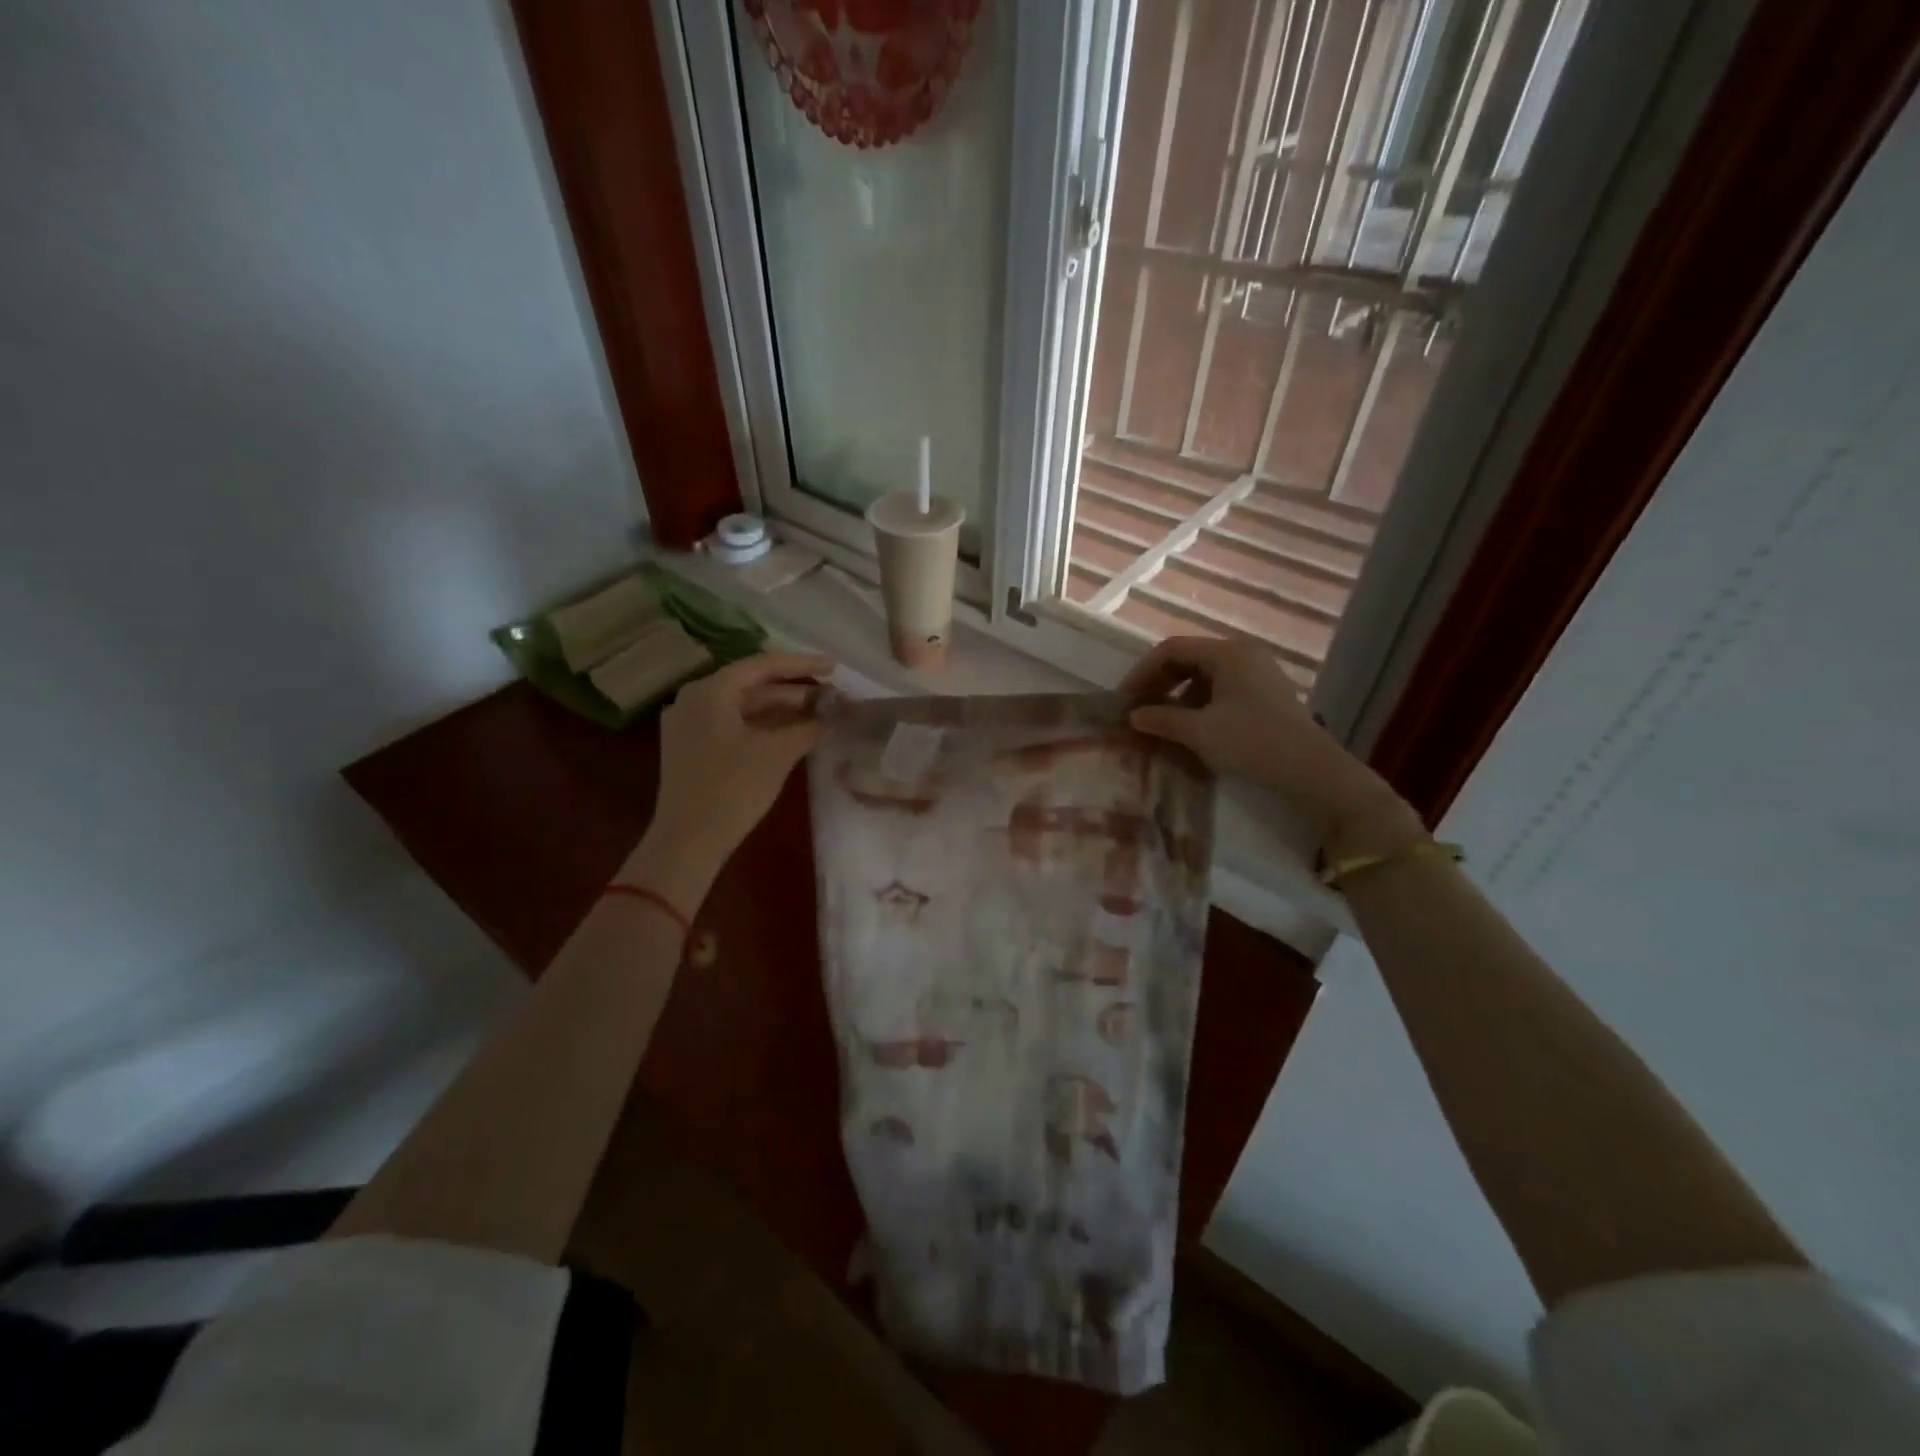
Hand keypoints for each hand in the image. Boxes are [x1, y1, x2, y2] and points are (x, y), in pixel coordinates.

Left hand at [631, 652, 834, 905]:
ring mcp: (689, 724)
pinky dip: (763, 726)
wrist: (688, 840)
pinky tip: (792, 733)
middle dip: (793, 690)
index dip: (803, 664)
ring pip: (743, 706)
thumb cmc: (733, 789)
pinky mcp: (692, 748)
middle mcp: (694, 699)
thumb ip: (807, 727)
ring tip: (819, 713)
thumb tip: (830, 717)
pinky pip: (733, 725)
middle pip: (752, 684)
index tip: (834, 667)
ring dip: (780, 709)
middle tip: (831, 695)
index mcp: (710, 691)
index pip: (763, 665)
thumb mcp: (777, 753)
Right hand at [1120, 636, 1420, 853]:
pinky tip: (1188, 726)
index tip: (1125, 700)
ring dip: (1176, 695)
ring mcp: (1256, 673)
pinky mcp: (1263, 693)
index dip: (1143, 673)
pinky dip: (1197, 703)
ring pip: (1202, 675)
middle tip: (1138, 710)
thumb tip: (1133, 716)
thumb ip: (1161, 719)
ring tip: (1159, 721)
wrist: (1311, 771)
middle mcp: (1243, 654)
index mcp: (1228, 653)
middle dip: (1158, 683)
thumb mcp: (1200, 732)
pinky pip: (1219, 688)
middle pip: (1187, 658)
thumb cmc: (1253, 743)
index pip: (1172, 649)